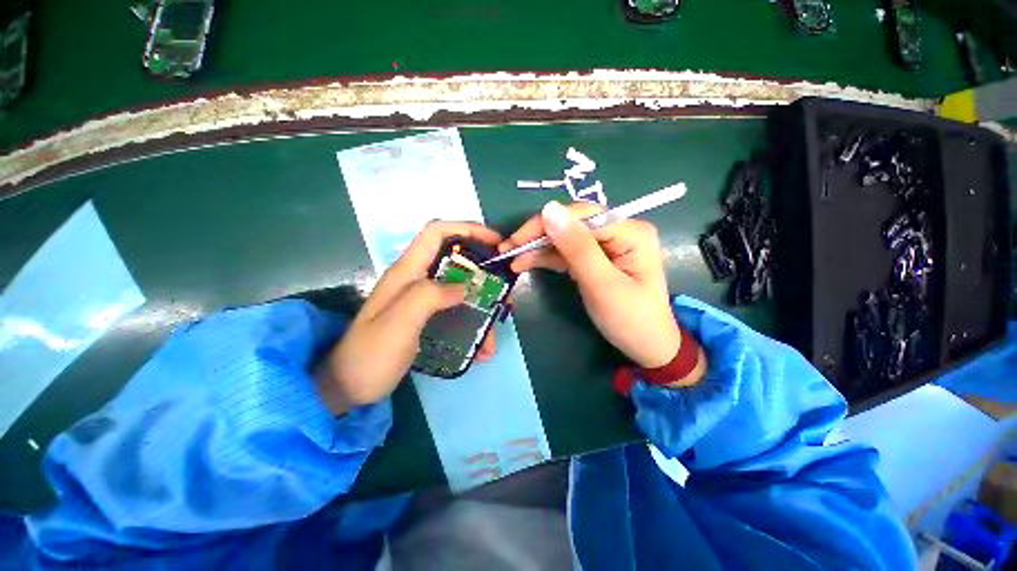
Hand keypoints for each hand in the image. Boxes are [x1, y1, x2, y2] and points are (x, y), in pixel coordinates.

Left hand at [316, 221, 502, 413]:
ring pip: (461, 290)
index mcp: (407, 272)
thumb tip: (464, 286)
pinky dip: (473, 325)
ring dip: (481, 309)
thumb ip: (429, 297)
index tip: (495, 243)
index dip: (468, 229)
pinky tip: (479, 349)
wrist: (348, 388)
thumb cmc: (370, 356)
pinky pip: (457, 312)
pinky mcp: (426, 317)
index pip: (437, 233)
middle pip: (456, 261)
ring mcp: (422, 300)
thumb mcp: (398, 324)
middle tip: (502, 293)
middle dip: (484, 273)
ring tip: (491, 338)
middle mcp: (416, 280)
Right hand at [502, 201, 693, 373]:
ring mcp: (606, 245)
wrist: (646, 347)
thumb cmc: (630, 319)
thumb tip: (549, 209)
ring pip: (565, 238)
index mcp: (629, 231)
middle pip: (571, 224)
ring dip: (538, 247)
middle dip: (538, 236)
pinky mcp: (595, 258)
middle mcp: (619, 230)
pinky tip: (527, 262)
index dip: (545, 225)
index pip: (580, 216)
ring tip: (511, 259)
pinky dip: (546, 257)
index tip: (515, 241)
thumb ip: (577, 247)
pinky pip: (567, 252)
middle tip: (507, 250)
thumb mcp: (602, 284)